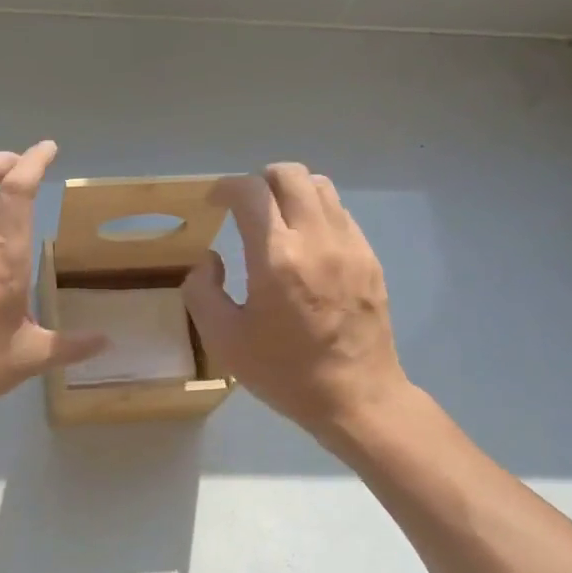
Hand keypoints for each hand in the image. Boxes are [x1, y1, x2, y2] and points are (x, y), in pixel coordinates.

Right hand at [183, 164, 409, 439]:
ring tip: (274, 220)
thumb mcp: (224, 340)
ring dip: (290, 191)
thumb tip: (209, 261)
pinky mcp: (369, 257)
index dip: (225, 187)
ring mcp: (350, 245)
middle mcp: (316, 239)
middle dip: (259, 181)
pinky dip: (315, 212)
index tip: (213, 202)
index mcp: (276, 258)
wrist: (356, 397)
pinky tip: (303, 245)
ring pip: (320, 186)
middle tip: (243, 207)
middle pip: (289, 174)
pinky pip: (339, 212)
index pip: (251, 192)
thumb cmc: (284, 372)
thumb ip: (202, 292)